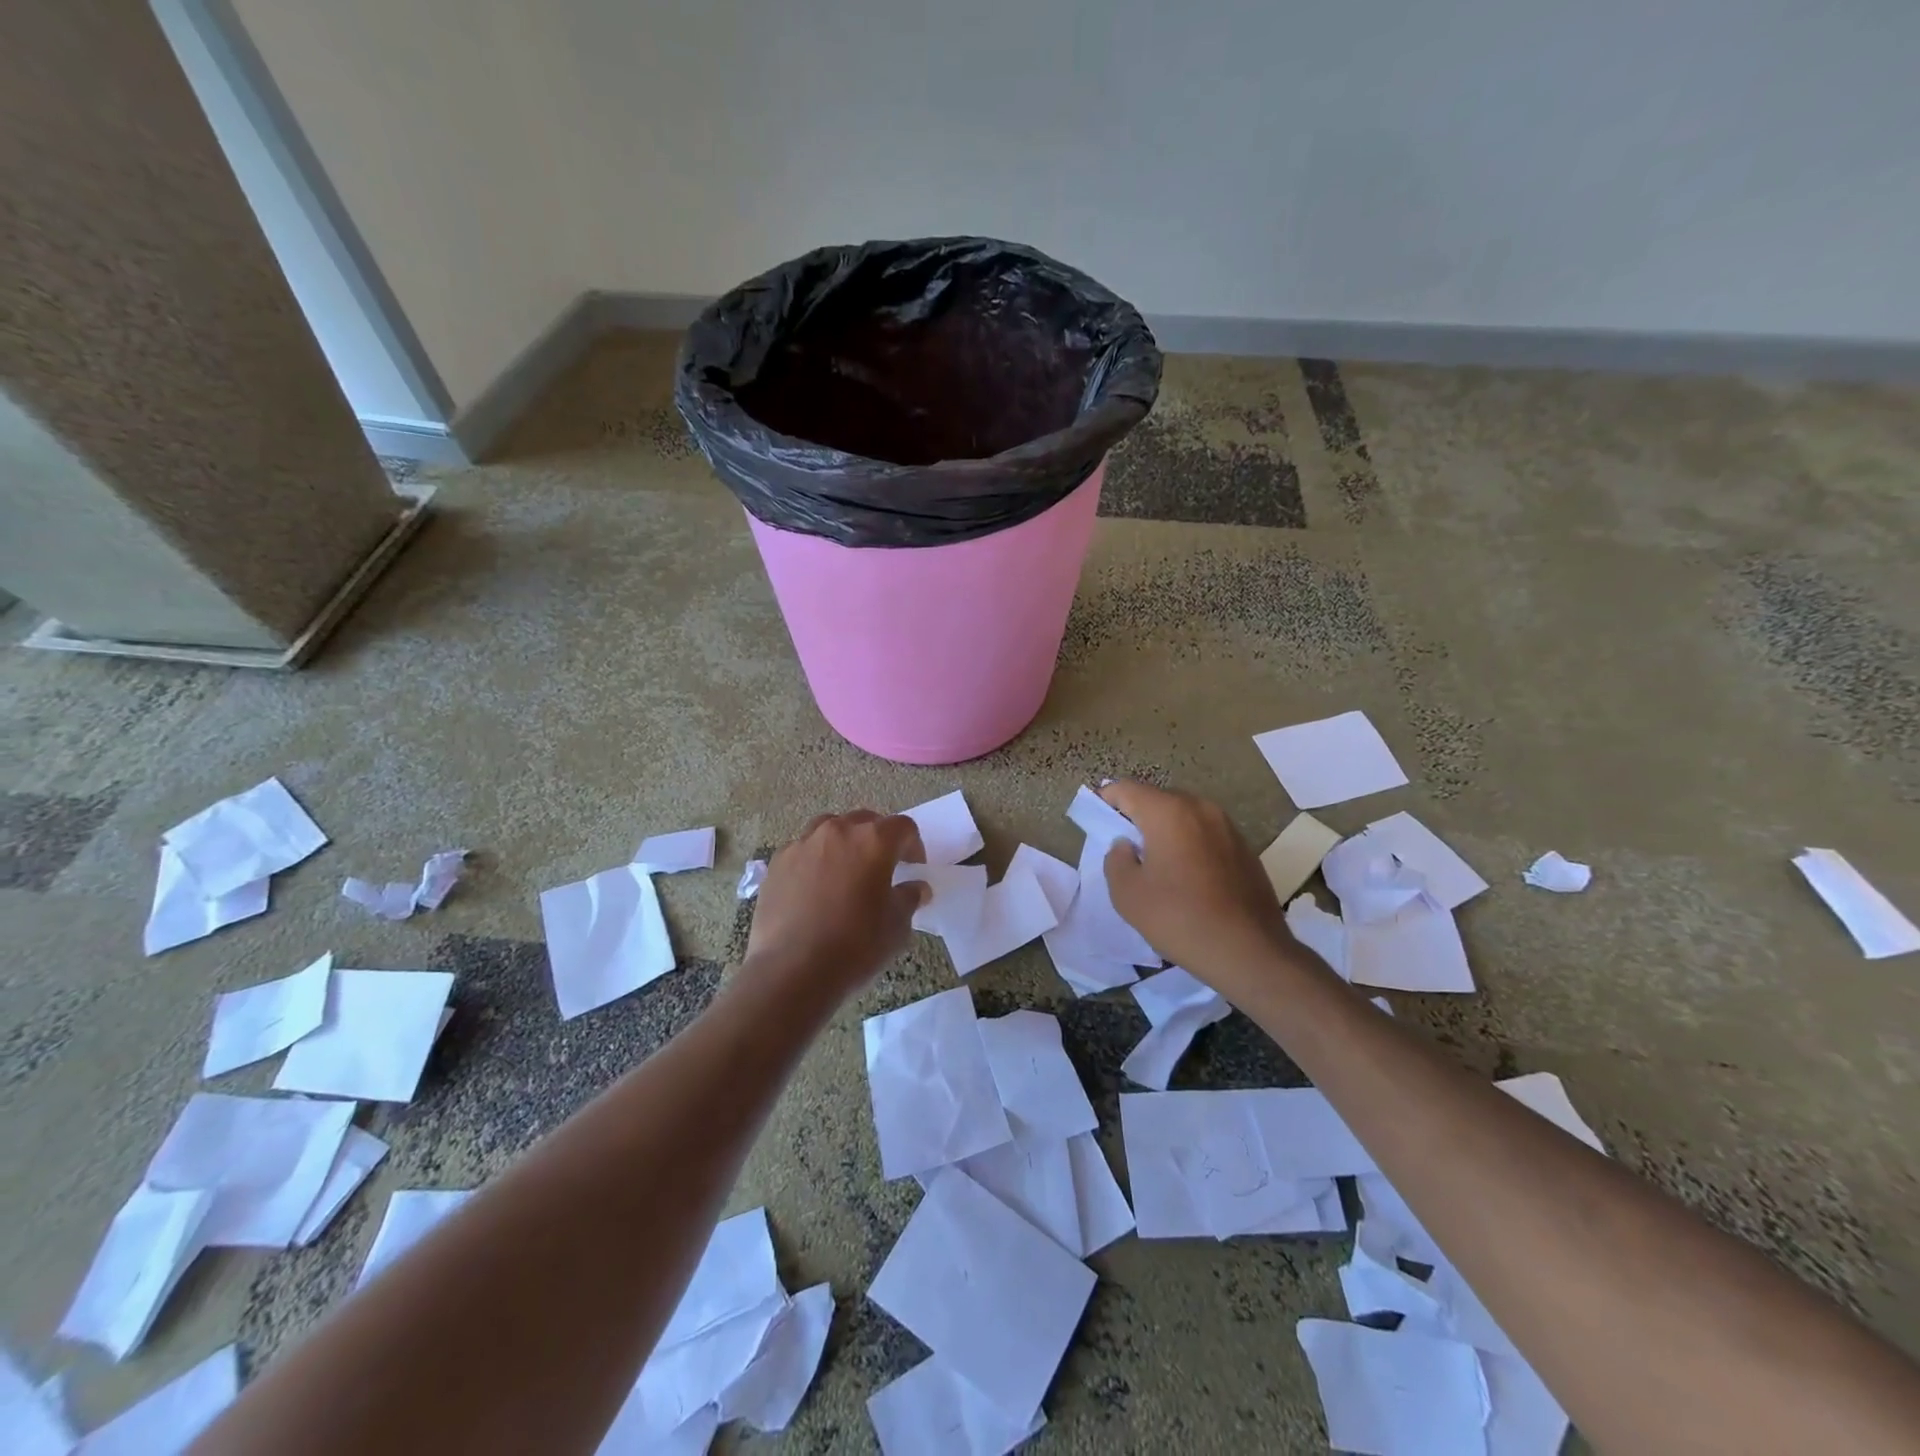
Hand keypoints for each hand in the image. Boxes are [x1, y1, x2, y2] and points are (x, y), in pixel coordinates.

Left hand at [746, 810, 927, 997]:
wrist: (793, 970)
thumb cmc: (856, 946)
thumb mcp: (897, 926)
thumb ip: (909, 897)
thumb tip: (915, 887)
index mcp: (874, 841)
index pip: (903, 827)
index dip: (913, 845)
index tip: (913, 868)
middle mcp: (838, 832)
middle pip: (865, 821)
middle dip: (878, 839)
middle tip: (881, 868)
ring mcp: (803, 844)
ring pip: (830, 828)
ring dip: (843, 843)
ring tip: (845, 871)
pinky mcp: (777, 862)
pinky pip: (803, 850)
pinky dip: (814, 860)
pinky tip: (814, 889)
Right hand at [1100, 781, 1288, 994]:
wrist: (1250, 952)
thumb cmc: (1180, 918)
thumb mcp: (1127, 894)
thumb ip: (1116, 859)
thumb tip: (1126, 845)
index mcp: (1168, 812)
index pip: (1126, 789)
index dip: (1106, 800)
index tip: (1095, 820)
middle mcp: (1200, 808)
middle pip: (1157, 799)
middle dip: (1136, 816)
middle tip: (1123, 845)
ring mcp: (1227, 826)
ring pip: (1184, 816)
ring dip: (1164, 830)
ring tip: (1155, 863)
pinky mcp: (1245, 848)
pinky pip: (1205, 834)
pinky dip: (1189, 844)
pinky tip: (1186, 877)